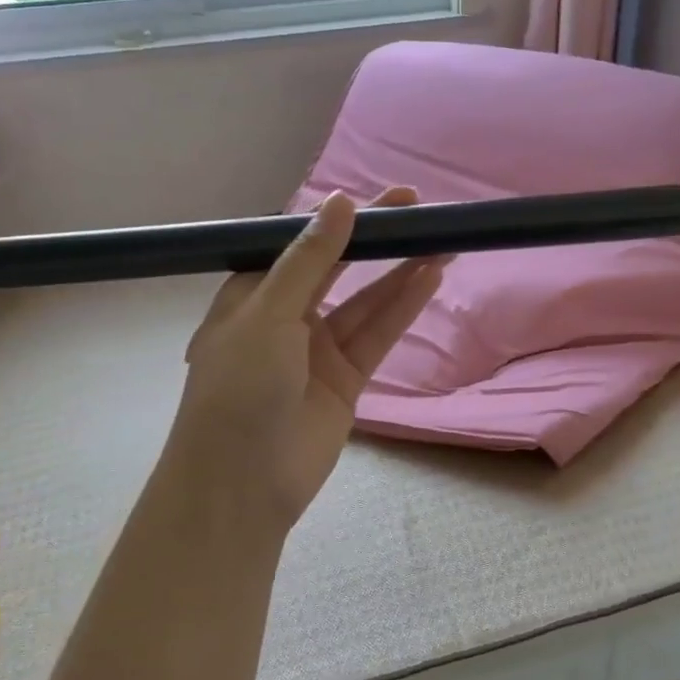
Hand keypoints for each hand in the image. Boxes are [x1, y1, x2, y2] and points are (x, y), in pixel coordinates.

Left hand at [168, 187, 443, 527]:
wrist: (242, 483)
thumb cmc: (239, 389)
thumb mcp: (268, 314)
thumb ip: (308, 259)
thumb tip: (340, 202)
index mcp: (253, 295)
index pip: (301, 244)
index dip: (341, 219)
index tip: (380, 197)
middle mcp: (287, 317)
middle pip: (338, 267)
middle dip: (376, 239)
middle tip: (418, 207)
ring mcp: (319, 350)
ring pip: (366, 301)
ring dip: (400, 271)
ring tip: (441, 238)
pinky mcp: (347, 379)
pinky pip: (378, 335)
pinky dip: (403, 308)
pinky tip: (429, 277)